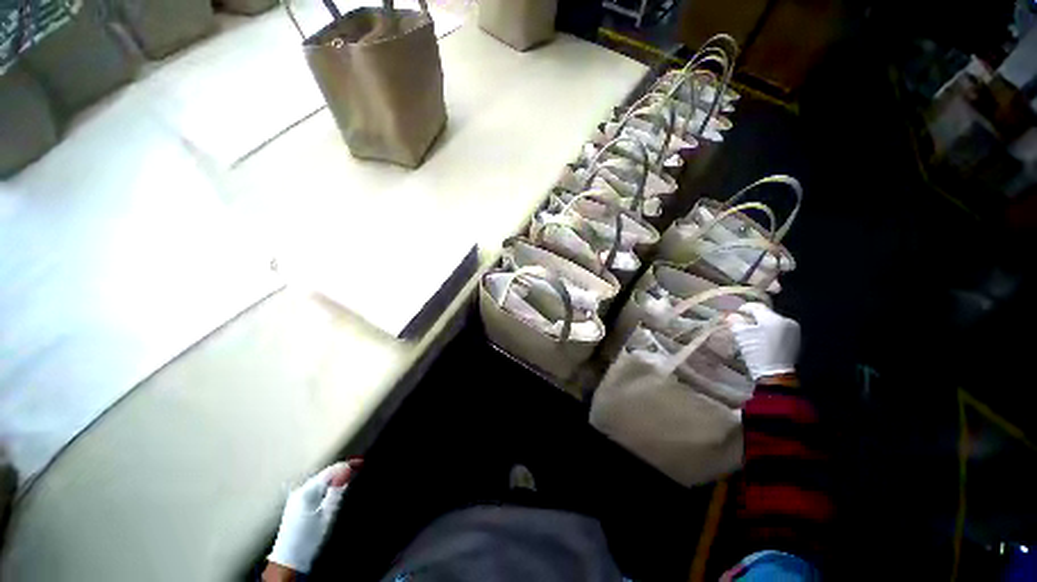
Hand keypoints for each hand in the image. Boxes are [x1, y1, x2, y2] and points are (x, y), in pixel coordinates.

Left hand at [265, 460, 360, 577]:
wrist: (289, 558)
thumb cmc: (309, 538)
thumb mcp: (327, 516)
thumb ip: (336, 494)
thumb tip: (346, 476)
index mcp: (307, 493)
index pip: (329, 472)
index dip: (344, 467)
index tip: (358, 464)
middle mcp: (299, 491)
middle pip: (323, 474)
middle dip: (339, 471)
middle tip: (355, 468)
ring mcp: (295, 496)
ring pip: (318, 480)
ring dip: (332, 477)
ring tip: (346, 477)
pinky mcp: (294, 502)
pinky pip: (313, 487)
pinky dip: (324, 484)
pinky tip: (331, 487)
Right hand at [730, 303, 799, 381]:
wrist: (775, 373)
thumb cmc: (757, 352)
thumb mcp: (741, 335)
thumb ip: (735, 321)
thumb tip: (733, 314)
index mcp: (773, 318)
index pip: (756, 306)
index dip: (744, 308)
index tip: (736, 314)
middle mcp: (786, 321)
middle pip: (765, 314)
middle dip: (754, 318)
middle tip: (743, 324)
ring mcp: (793, 330)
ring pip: (773, 322)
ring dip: (762, 324)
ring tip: (753, 333)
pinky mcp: (795, 339)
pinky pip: (779, 329)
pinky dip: (770, 331)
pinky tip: (763, 339)